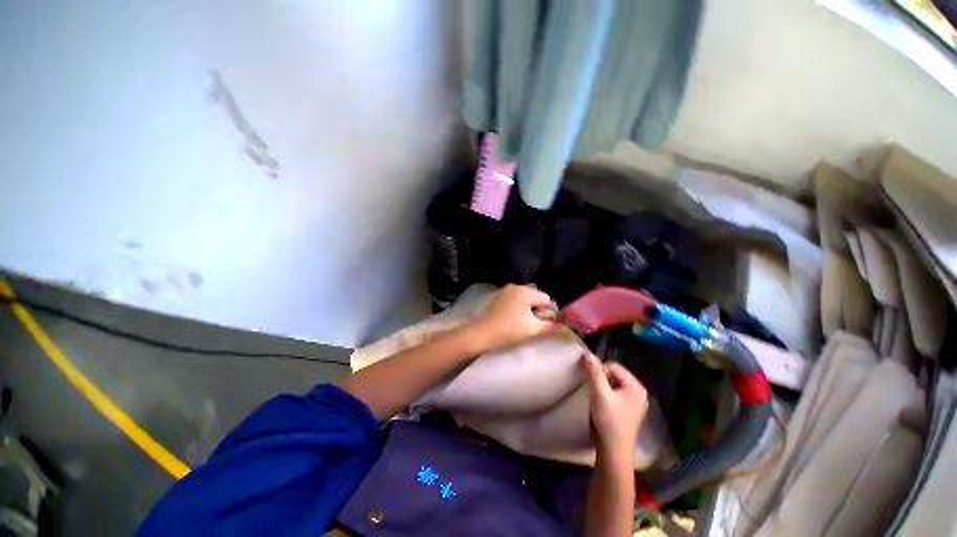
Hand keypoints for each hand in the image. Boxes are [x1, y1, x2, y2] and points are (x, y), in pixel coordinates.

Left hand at [473, 284, 556, 351]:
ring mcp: (505, 291)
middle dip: (539, 312)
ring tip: (525, 326)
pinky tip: (514, 322)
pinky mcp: (498, 298)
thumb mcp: (533, 329)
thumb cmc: (509, 330)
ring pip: (525, 301)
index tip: (546, 326)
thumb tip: (568, 328)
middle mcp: (515, 286)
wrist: (481, 334)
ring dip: (529, 312)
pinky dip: (519, 310)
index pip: (547, 299)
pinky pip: (515, 302)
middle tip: (535, 327)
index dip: (551, 313)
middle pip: (536, 298)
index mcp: (525, 291)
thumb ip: (552, 327)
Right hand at [582, 353, 648, 460]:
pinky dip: (606, 396)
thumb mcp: (600, 394)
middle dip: (601, 379)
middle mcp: (639, 393)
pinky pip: (615, 394)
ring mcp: (635, 403)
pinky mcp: (629, 412)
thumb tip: (586, 353)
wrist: (614, 453)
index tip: (591, 383)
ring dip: (602, 388)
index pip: (614, 366)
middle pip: (614, 375)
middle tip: (593, 392)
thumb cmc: (609, 421)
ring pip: (613, 385)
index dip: (599, 371)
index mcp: (636, 387)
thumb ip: (594, 372)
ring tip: (596, 399)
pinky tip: (601, 406)